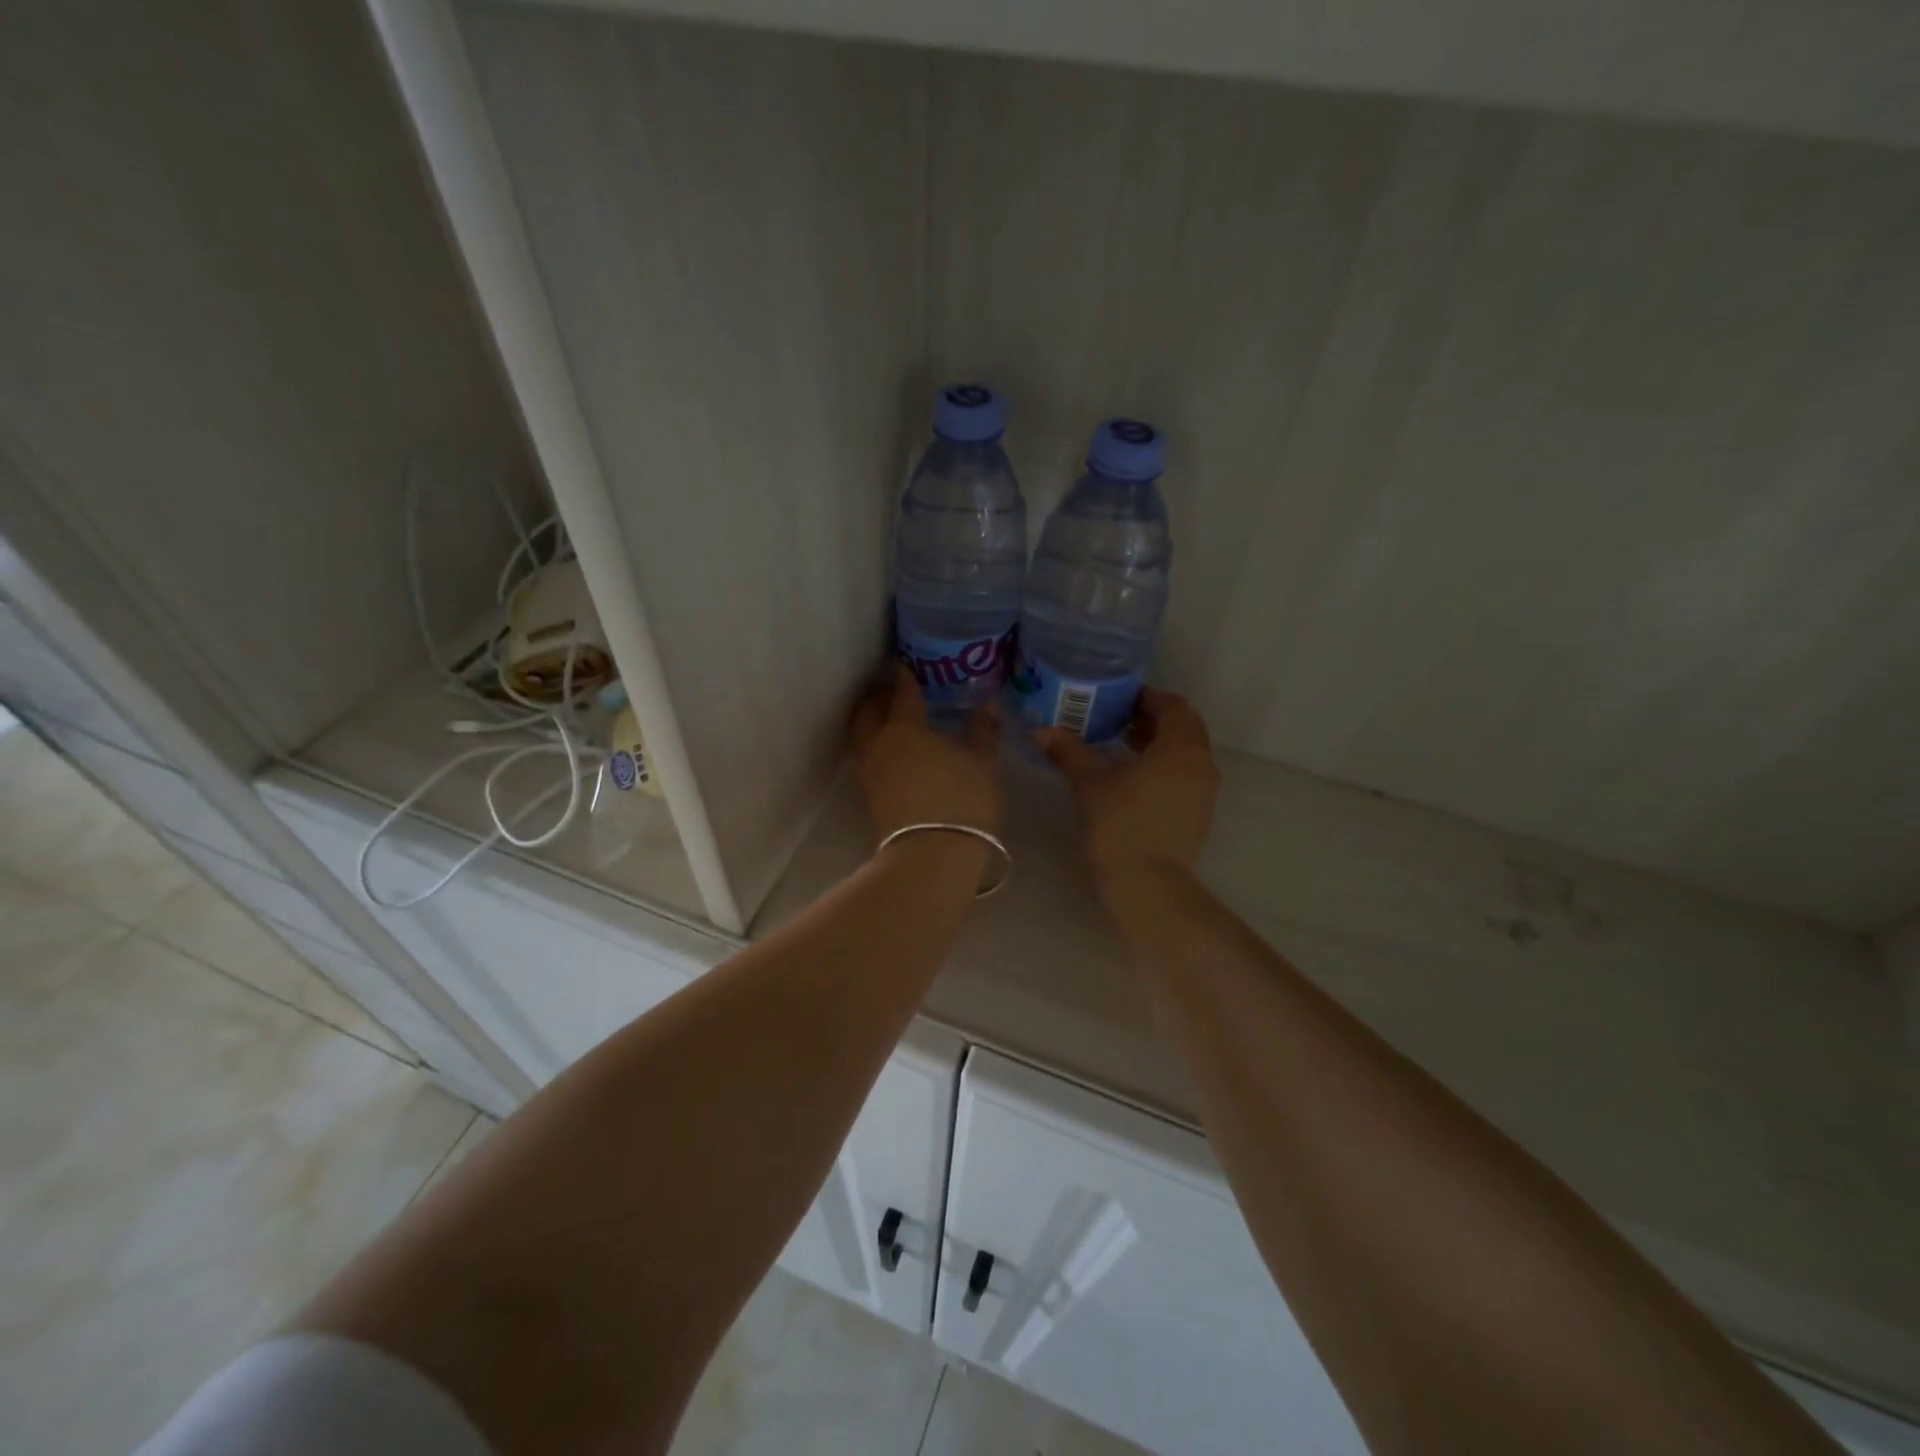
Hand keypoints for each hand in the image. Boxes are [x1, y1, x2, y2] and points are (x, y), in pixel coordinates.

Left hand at [851, 664, 1002, 838]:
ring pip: (864, 735)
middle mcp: (880, 744)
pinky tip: (900, 752)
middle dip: (877, 697)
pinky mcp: (871, 795)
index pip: (901, 693)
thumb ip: (982, 731)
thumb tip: (988, 705)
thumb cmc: (961, 800)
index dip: (904, 676)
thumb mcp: (981, 763)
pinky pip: (870, 757)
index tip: (904, 664)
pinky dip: (879, 746)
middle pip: (868, 712)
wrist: (931, 855)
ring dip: (874, 722)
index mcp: (905, 727)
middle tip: (893, 691)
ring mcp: (871, 771)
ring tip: (896, 720)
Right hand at [1035, 688, 1219, 891]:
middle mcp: (1202, 764)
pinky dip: (1165, 768)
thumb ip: (1068, 752)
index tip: (1120, 700)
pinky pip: (1186, 777)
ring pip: (1187, 754)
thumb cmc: (1120, 825)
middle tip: (1120, 721)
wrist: (1148, 884)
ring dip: (1160, 745)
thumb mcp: (1089, 783)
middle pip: (1185, 728)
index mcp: (1180, 748)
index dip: (1148, 698)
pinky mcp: (1200, 815)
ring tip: (1123, 747)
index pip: (1174, 706)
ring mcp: (1205, 792)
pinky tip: (1134, 781)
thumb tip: (1041, 730)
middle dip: (1154, 720)